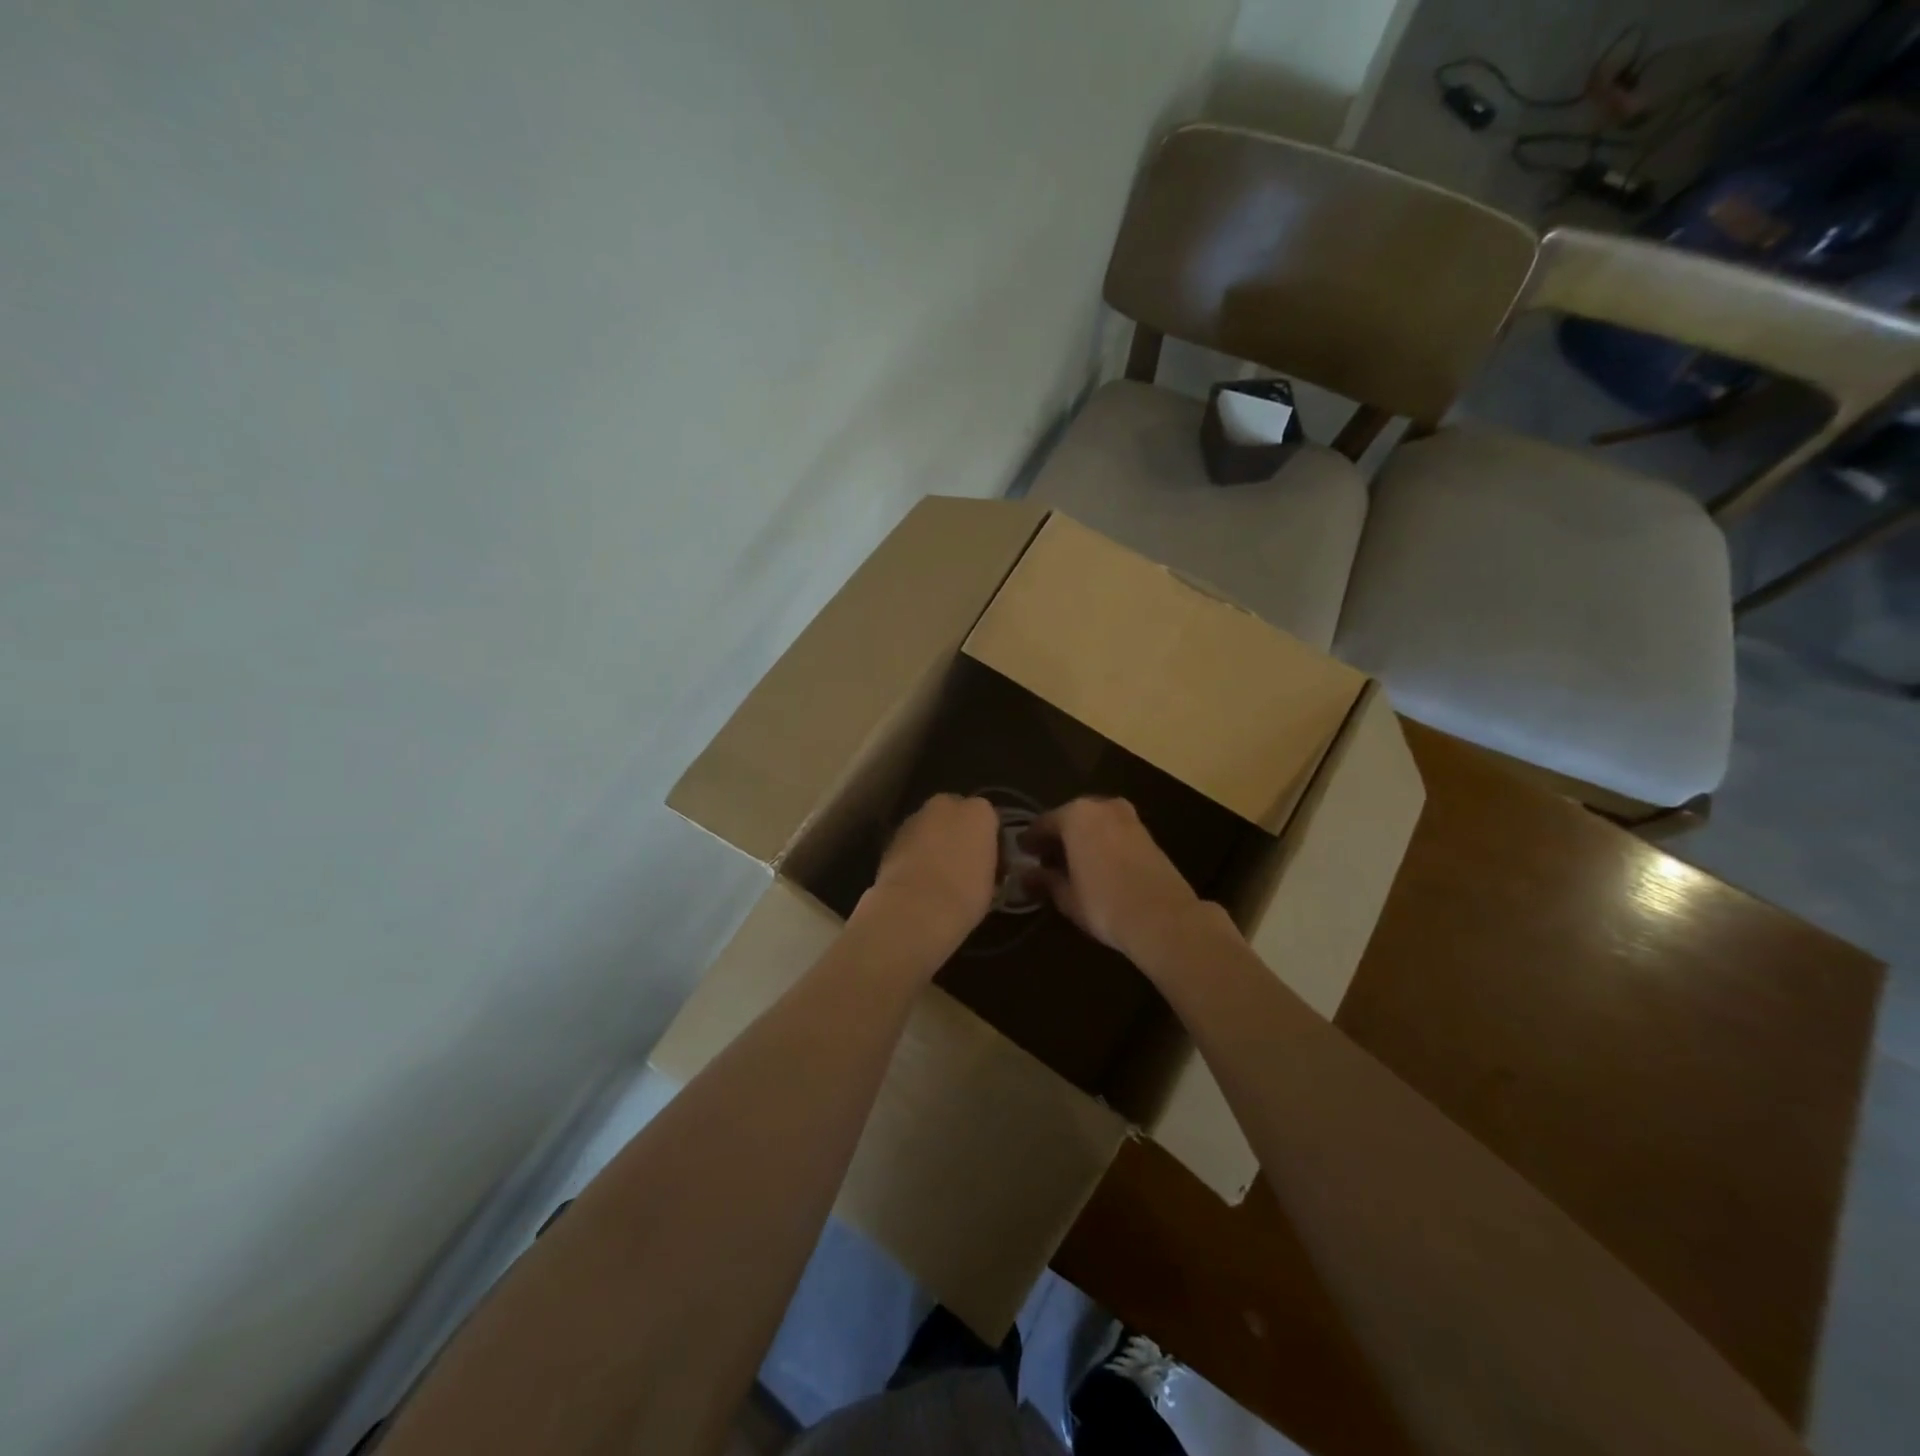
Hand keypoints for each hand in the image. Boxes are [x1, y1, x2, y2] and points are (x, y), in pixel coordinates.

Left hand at [858, 794, 999, 962]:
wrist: (916, 908)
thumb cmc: (966, 894)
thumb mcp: (991, 881)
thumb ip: (985, 861)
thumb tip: (978, 865)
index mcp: (979, 812)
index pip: (988, 818)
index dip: (986, 839)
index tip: (987, 861)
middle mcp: (946, 805)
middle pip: (954, 813)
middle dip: (956, 831)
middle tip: (960, 862)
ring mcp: (915, 818)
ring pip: (929, 825)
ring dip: (933, 841)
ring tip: (935, 873)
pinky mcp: (891, 836)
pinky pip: (910, 841)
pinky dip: (913, 853)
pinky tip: (916, 877)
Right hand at [1023, 797, 1209, 965]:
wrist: (1163, 918)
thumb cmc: (1104, 903)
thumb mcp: (1066, 896)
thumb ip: (1043, 880)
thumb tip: (1025, 875)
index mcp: (1076, 815)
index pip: (1043, 823)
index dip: (1030, 841)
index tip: (1022, 854)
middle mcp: (1102, 807)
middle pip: (1071, 818)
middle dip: (1058, 837)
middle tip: (1045, 860)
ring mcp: (1128, 818)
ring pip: (1095, 824)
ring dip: (1081, 839)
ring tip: (1071, 864)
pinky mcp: (1147, 834)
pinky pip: (1113, 833)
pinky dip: (1101, 843)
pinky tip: (1096, 866)